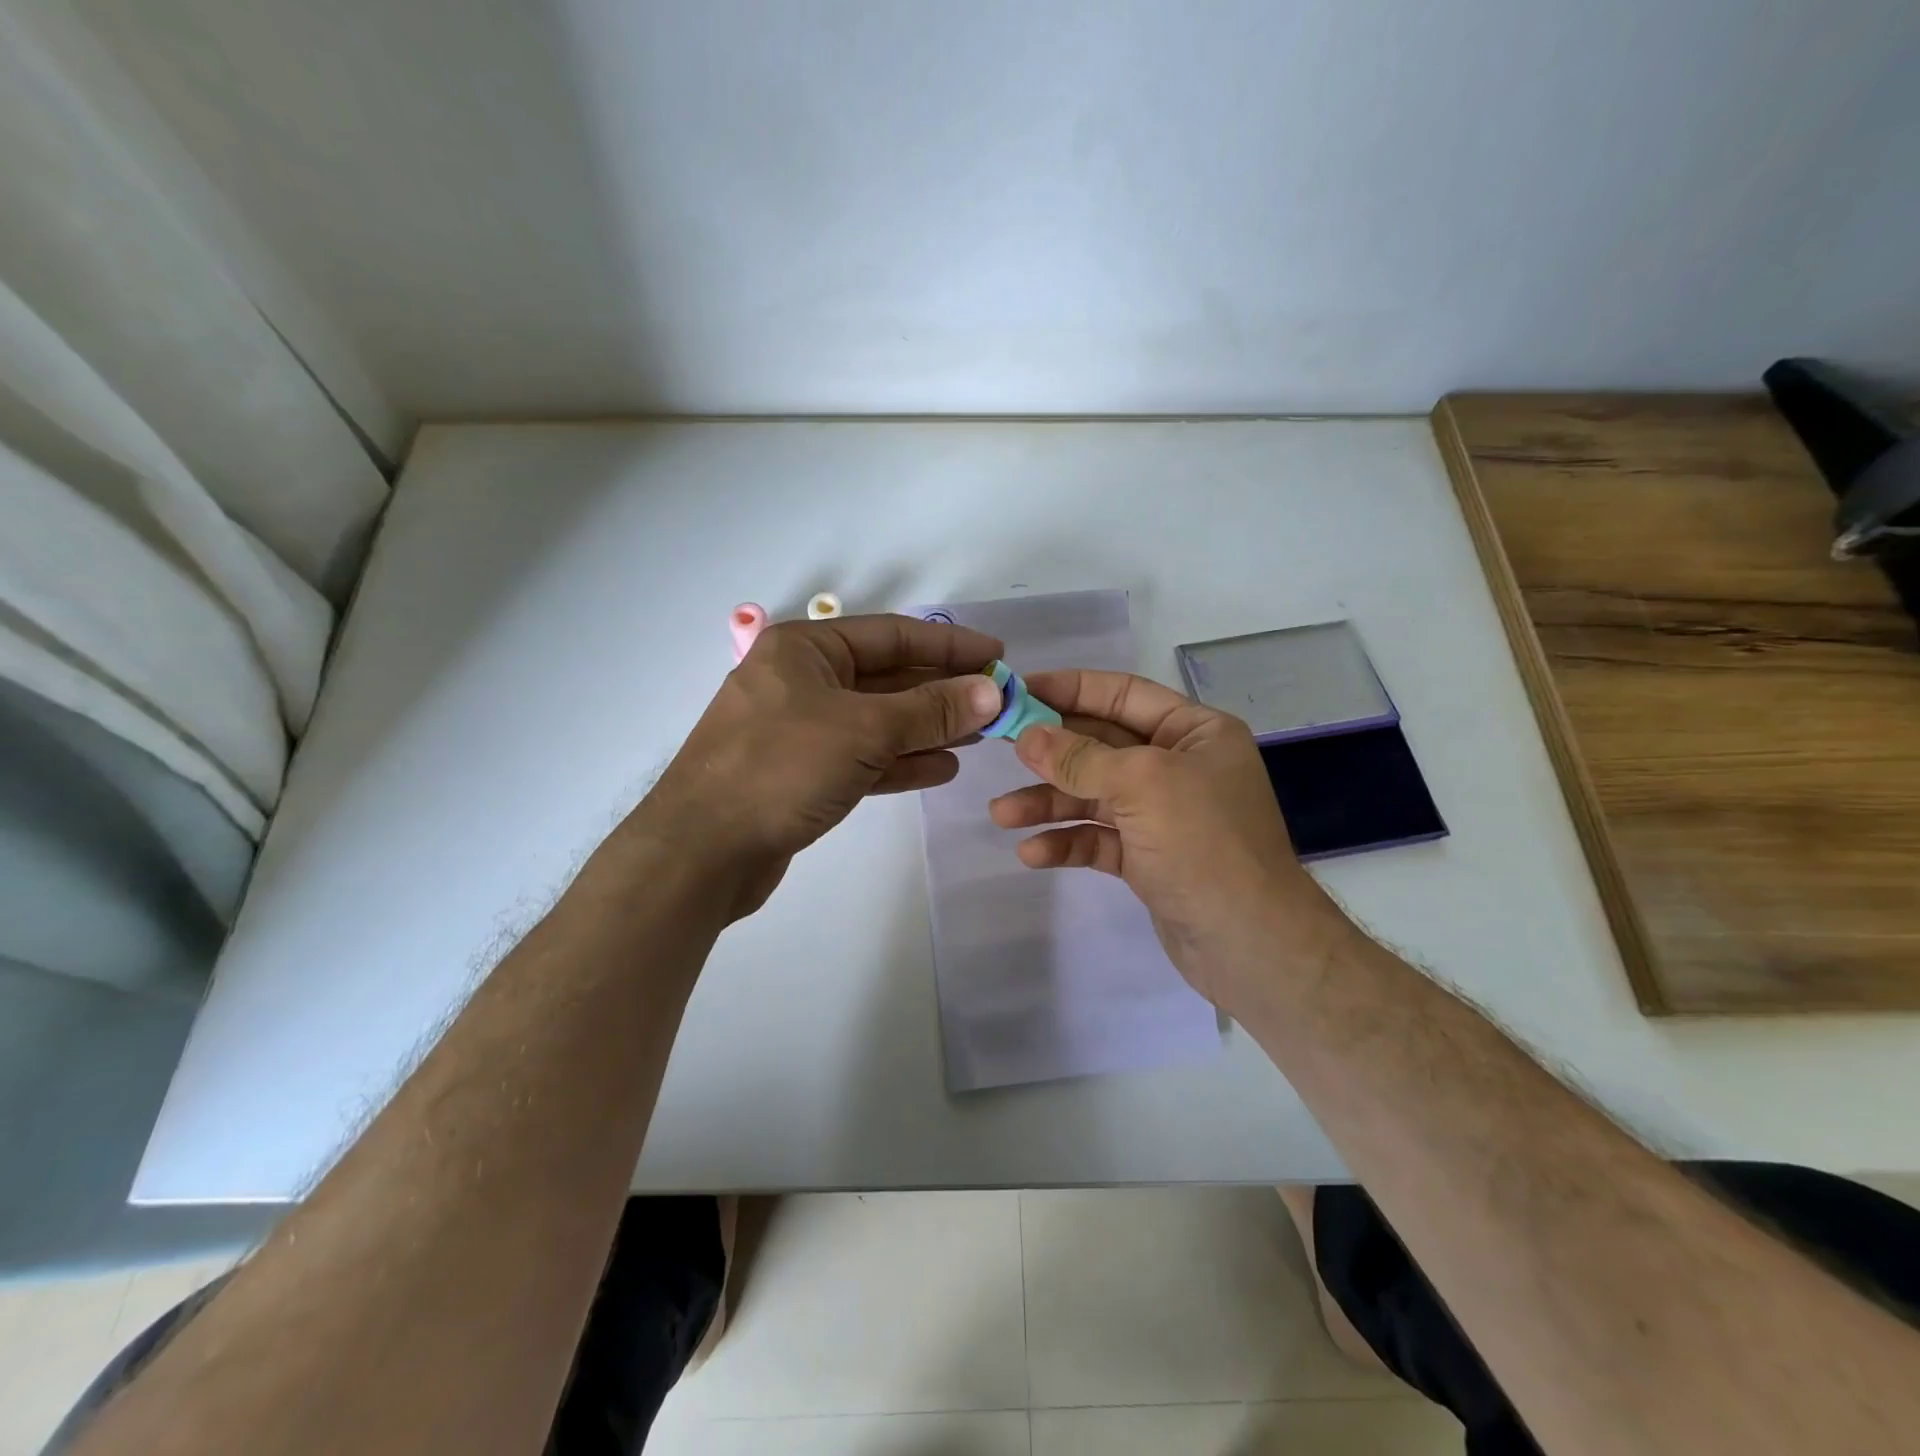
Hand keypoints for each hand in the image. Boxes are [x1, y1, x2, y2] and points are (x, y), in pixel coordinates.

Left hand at [641, 614, 1004, 918]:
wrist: (703, 851)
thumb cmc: (780, 768)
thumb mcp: (864, 730)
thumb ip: (931, 710)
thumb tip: (992, 691)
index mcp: (805, 649)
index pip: (893, 634)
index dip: (949, 645)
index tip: (997, 657)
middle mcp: (802, 680)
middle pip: (887, 677)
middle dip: (942, 691)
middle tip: (996, 702)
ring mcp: (800, 728)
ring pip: (878, 720)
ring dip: (927, 727)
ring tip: (978, 736)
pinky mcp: (802, 772)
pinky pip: (862, 756)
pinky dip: (901, 760)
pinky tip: (942, 768)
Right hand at [988, 669, 1344, 1005]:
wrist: (1251, 945)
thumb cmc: (1204, 844)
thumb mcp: (1142, 785)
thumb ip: (1080, 758)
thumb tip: (1026, 736)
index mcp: (1194, 732)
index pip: (1122, 694)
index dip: (1069, 690)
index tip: (1019, 692)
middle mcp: (1179, 766)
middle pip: (1101, 746)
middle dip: (1051, 753)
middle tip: (1001, 751)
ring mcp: (1163, 814)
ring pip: (1093, 796)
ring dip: (1048, 803)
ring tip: (1002, 814)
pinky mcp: (1148, 858)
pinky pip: (1099, 838)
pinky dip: (1067, 842)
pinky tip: (1032, 853)